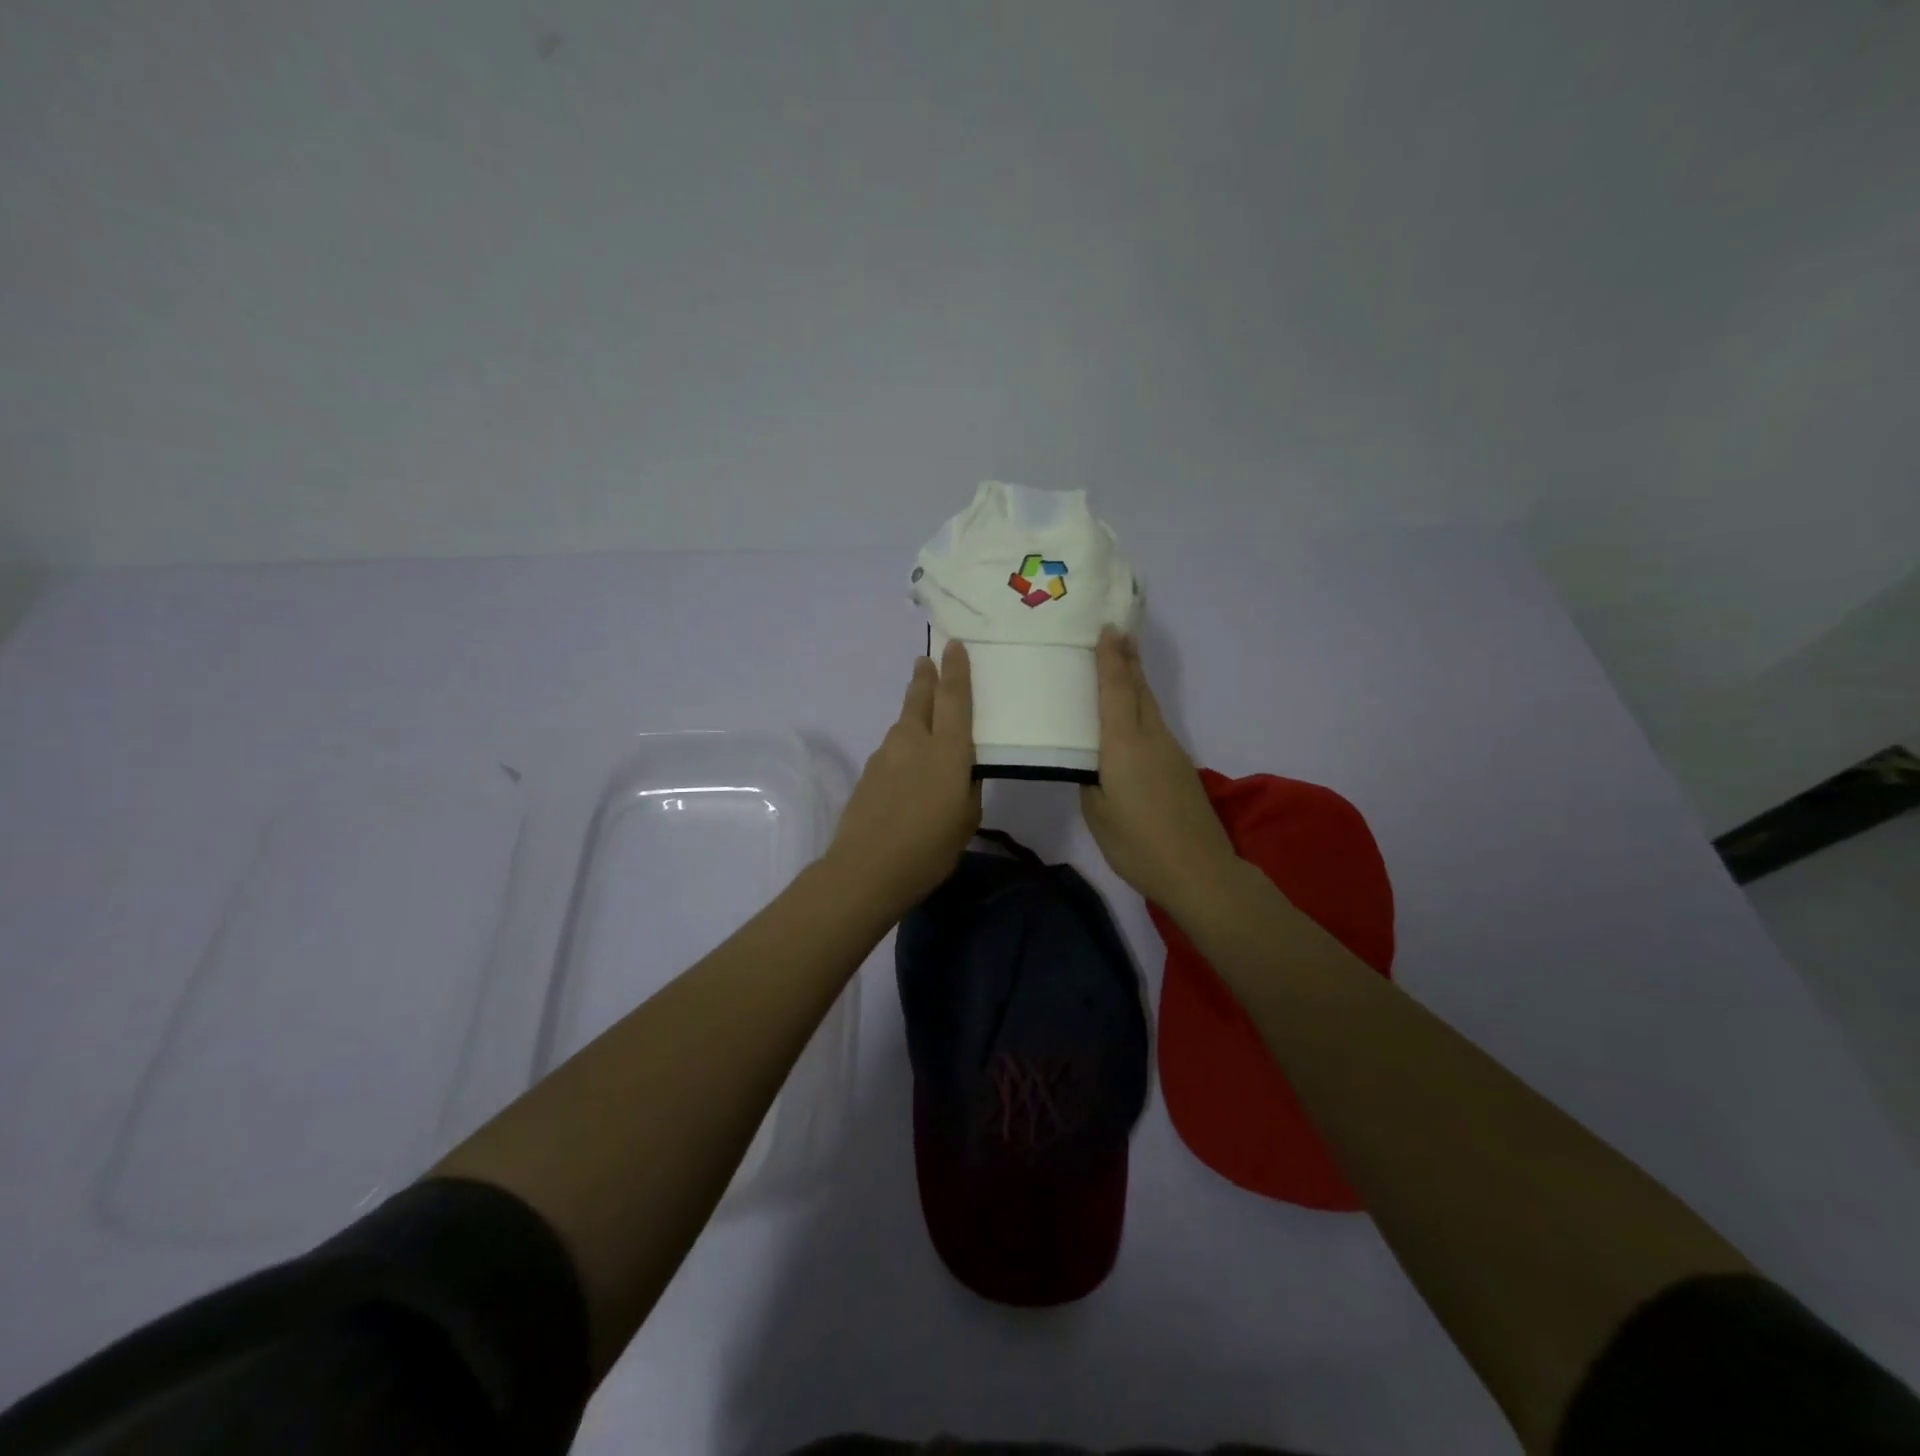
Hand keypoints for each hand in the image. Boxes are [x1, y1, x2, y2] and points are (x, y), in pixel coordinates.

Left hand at [824, 638, 981, 919]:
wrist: (866, 869)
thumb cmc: (929, 848)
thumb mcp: (966, 819)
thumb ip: (967, 788)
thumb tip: (962, 774)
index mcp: (947, 749)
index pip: (954, 698)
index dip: (955, 670)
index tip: (953, 645)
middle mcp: (914, 741)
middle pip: (920, 698)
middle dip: (925, 677)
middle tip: (926, 661)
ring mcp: (886, 754)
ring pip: (903, 723)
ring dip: (913, 712)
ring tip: (922, 713)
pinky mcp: (868, 773)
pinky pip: (891, 747)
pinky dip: (902, 745)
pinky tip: (906, 764)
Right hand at [1080, 627, 1238, 917]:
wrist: (1199, 871)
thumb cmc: (1138, 843)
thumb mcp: (1098, 813)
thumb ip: (1090, 779)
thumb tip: (1091, 763)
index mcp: (1124, 745)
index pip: (1115, 691)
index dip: (1110, 659)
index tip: (1108, 629)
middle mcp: (1151, 738)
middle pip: (1138, 690)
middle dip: (1127, 660)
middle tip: (1117, 633)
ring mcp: (1170, 752)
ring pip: (1149, 706)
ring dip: (1135, 681)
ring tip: (1121, 663)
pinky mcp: (1180, 768)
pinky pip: (1154, 725)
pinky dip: (1140, 707)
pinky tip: (1130, 716)